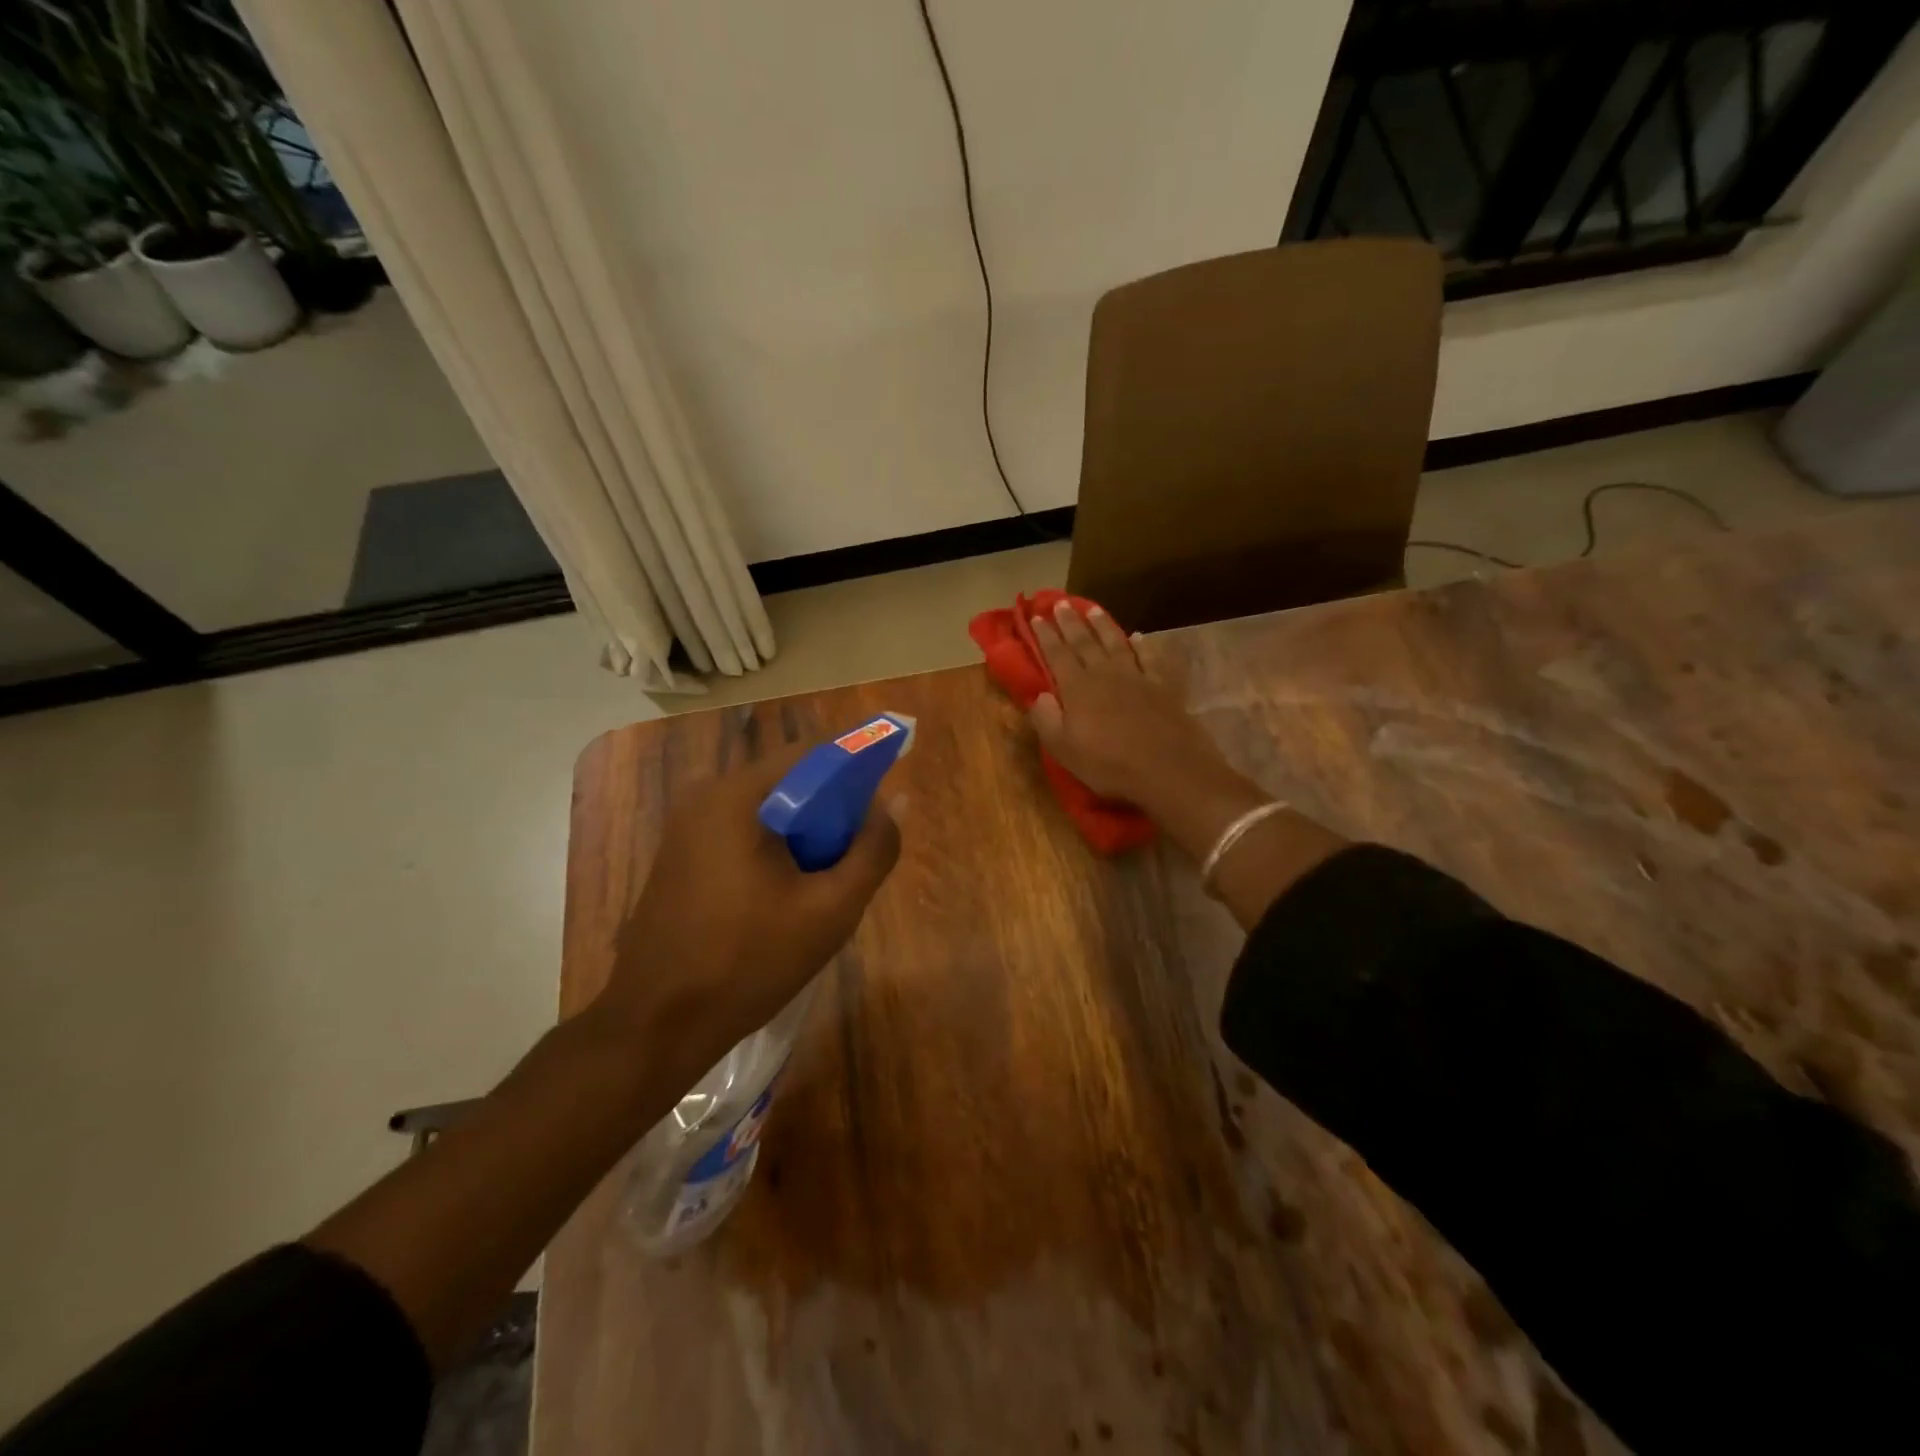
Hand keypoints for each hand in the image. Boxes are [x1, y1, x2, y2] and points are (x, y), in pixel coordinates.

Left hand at [596, 745, 902, 1076]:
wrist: (657, 1025)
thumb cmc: (749, 962)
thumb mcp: (831, 910)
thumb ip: (873, 849)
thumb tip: (893, 803)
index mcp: (738, 795)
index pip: (814, 753)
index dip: (859, 770)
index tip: (884, 804)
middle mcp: (706, 795)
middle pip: (790, 779)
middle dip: (833, 809)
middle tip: (856, 857)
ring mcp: (687, 825)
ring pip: (769, 807)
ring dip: (806, 832)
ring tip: (825, 882)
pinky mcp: (680, 853)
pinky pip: (743, 830)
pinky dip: (776, 847)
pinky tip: (787, 893)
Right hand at [1027, 599, 1226, 803]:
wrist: (1167, 769)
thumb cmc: (1109, 764)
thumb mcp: (1064, 749)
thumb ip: (1046, 719)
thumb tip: (1038, 695)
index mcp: (1077, 688)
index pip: (1056, 654)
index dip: (1045, 635)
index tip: (1035, 616)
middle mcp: (1104, 674)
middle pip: (1084, 642)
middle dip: (1070, 622)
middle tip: (1060, 603)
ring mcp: (1135, 677)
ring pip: (1115, 642)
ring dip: (1102, 624)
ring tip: (1092, 608)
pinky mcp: (1161, 686)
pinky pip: (1148, 658)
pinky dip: (1141, 645)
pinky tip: (1137, 636)